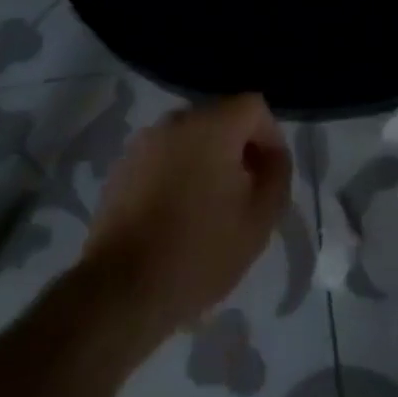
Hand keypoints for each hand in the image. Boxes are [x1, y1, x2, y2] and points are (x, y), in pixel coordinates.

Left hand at [84, 94, 292, 333]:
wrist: (121, 290)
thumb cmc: (199, 252)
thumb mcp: (259, 220)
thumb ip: (276, 176)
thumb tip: (272, 156)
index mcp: (212, 126)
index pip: (254, 107)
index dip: (270, 137)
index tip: (270, 176)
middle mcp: (176, 121)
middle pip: (221, 119)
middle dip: (239, 149)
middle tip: (245, 194)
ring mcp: (144, 142)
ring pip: (191, 138)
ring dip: (208, 161)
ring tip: (211, 207)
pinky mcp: (122, 167)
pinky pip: (164, 156)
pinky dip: (178, 173)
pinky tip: (177, 215)